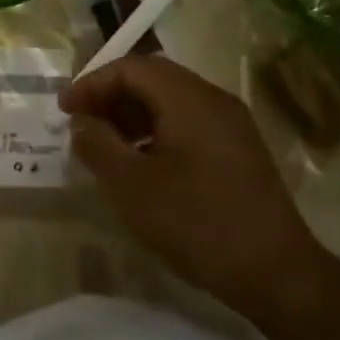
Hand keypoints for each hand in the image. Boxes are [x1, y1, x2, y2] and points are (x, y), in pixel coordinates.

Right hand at [60, 56, 319, 311]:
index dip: (92, 83)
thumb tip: (82, 122)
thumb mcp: (130, 185)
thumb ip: (97, 144)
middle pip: (153, 79)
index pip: (132, 67)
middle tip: (81, 125)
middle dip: (111, 97)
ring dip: (133, 115)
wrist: (275, 272)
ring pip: (171, 102)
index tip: (64, 110)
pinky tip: (142, 165)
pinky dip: (156, 131)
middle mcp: (214, 99)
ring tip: (106, 146)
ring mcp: (232, 125)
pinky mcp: (239, 150)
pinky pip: (189, 123)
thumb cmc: (195, 222)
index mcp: (189, 98)